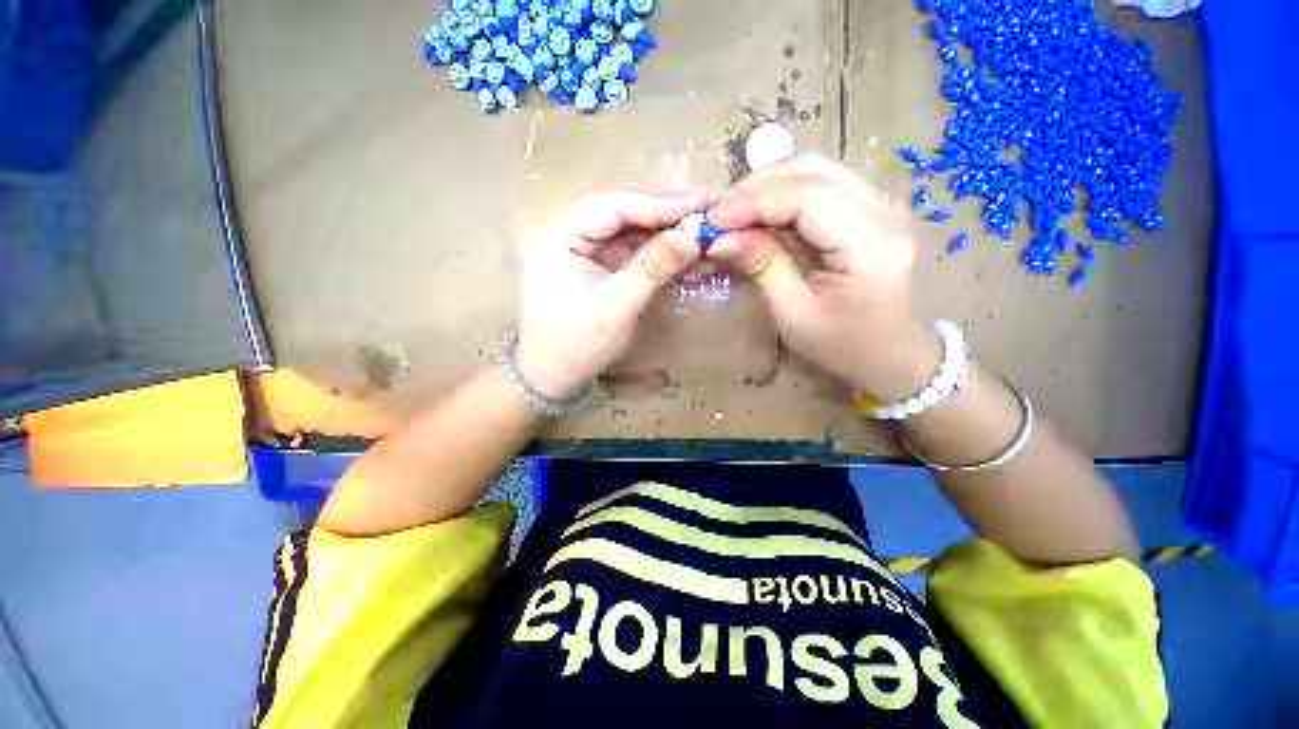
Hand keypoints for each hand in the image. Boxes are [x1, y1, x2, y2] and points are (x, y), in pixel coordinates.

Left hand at [517, 187, 709, 398]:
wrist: (552, 378)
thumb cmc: (577, 346)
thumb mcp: (617, 307)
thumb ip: (654, 268)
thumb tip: (693, 237)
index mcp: (559, 238)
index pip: (613, 205)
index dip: (659, 202)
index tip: (702, 201)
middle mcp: (569, 235)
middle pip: (623, 214)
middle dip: (666, 216)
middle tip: (709, 214)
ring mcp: (584, 252)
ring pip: (631, 233)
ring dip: (667, 236)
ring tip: (705, 237)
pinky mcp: (599, 268)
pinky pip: (632, 253)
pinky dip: (660, 255)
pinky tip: (686, 257)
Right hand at [706, 155, 938, 399]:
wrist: (887, 354)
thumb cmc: (840, 345)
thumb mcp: (794, 314)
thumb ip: (762, 268)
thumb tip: (720, 239)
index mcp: (871, 243)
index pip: (807, 196)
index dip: (753, 201)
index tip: (712, 221)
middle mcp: (882, 210)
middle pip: (812, 171)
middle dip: (756, 187)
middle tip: (719, 217)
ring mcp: (878, 205)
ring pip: (814, 171)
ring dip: (766, 188)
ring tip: (733, 217)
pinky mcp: (866, 211)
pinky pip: (817, 187)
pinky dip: (780, 197)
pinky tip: (758, 218)